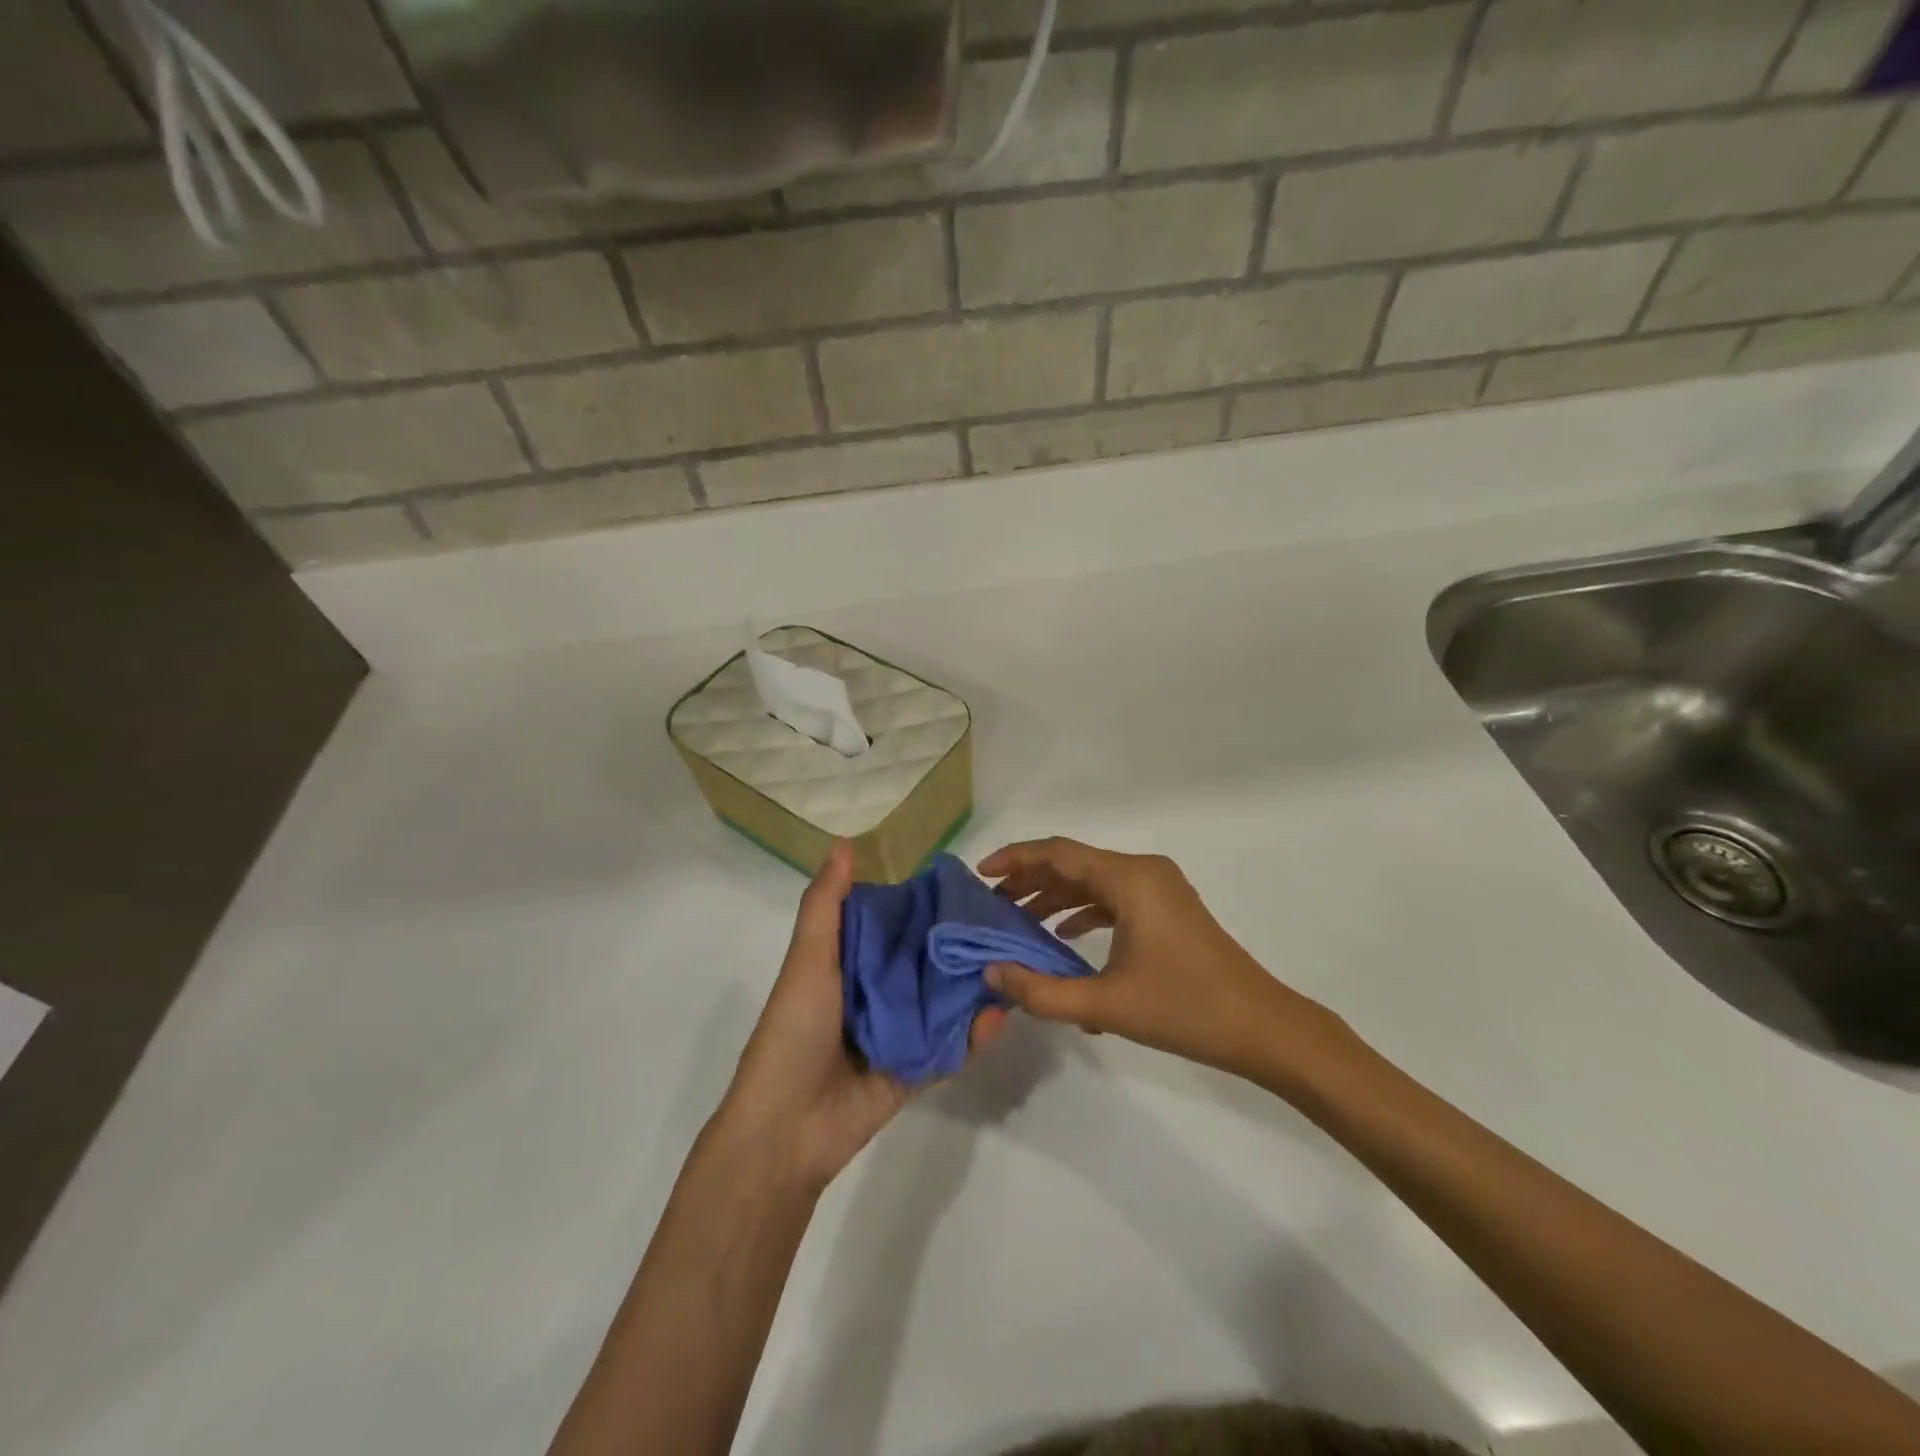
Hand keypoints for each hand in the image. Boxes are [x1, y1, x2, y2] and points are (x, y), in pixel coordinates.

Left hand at [717, 840, 1005, 1188]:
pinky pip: (950, 1046)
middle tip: (1004, 918)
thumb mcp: (808, 959)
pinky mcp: (915, 1068)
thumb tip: (843, 843)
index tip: (963, 881)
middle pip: (924, 960)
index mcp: (848, 963)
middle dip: (958, 943)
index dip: (923, 902)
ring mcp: (898, 1032)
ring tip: (1014, 958)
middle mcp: (876, 992)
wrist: (786, 1128)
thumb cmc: (794, 1030)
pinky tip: (1001, 1012)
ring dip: (974, 985)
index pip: (893, 923)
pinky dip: (974, 1033)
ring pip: (943, 1001)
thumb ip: (827, 905)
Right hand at [980, 837, 1351, 1086]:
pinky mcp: (1167, 910)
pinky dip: (1082, 911)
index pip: (1057, 853)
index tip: (979, 875)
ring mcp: (1159, 889)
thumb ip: (1042, 990)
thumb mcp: (1106, 1004)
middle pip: (1073, 863)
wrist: (1264, 1028)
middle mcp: (1143, 871)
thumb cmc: (1186, 1009)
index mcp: (1129, 878)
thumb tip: (992, 974)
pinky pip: (1113, 898)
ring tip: (1016, 920)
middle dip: (1029, 880)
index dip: (1014, 859)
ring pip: (1092, 882)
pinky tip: (1062, 937)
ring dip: (1054, 897)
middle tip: (991, 905)